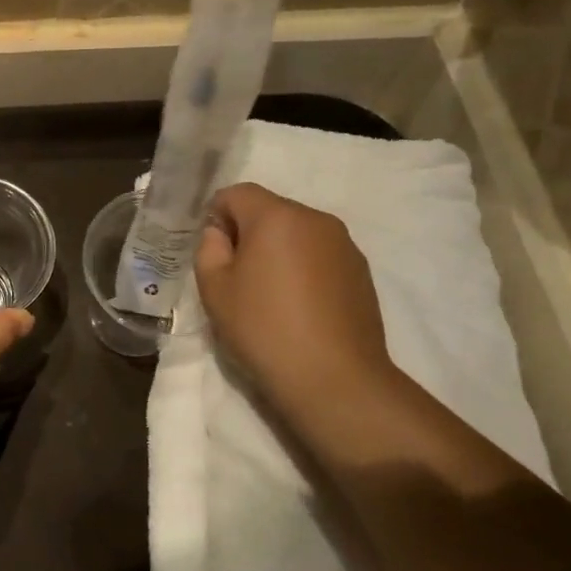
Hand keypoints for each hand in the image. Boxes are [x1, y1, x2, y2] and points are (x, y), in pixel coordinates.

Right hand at [195, 184, 395, 423]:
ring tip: (268, 294)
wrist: (333, 377)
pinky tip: (297, 306)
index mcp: (276, 217)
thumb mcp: (215, 289)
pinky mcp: (361, 271)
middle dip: (247, 232)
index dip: (216, 215)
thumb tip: (220, 233)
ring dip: (277, 251)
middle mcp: (315, 219)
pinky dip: (302, 268)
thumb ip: (209, 249)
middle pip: (270, 210)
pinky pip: (319, 254)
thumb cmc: (263, 328)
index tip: (211, 251)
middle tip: (235, 276)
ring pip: (297, 233)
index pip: (237, 193)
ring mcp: (344, 244)